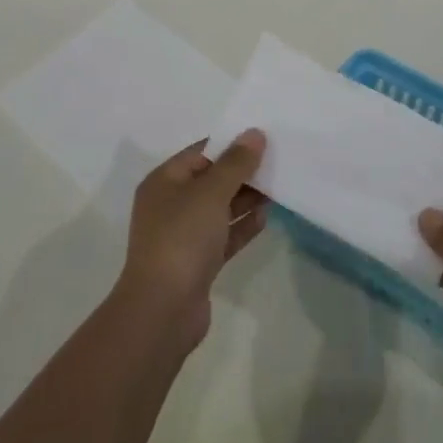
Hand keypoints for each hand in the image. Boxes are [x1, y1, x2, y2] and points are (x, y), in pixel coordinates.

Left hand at [117, 131, 267, 352]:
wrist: (163, 309)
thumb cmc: (182, 238)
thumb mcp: (211, 192)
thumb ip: (236, 163)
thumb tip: (254, 133)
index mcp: (164, 181)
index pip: (200, 152)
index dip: (230, 144)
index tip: (264, 138)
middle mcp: (170, 205)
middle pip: (211, 180)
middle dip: (242, 172)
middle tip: (278, 162)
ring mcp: (183, 235)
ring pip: (219, 208)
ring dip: (245, 199)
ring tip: (278, 187)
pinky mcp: (198, 262)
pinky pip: (223, 235)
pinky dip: (242, 226)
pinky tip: (266, 217)